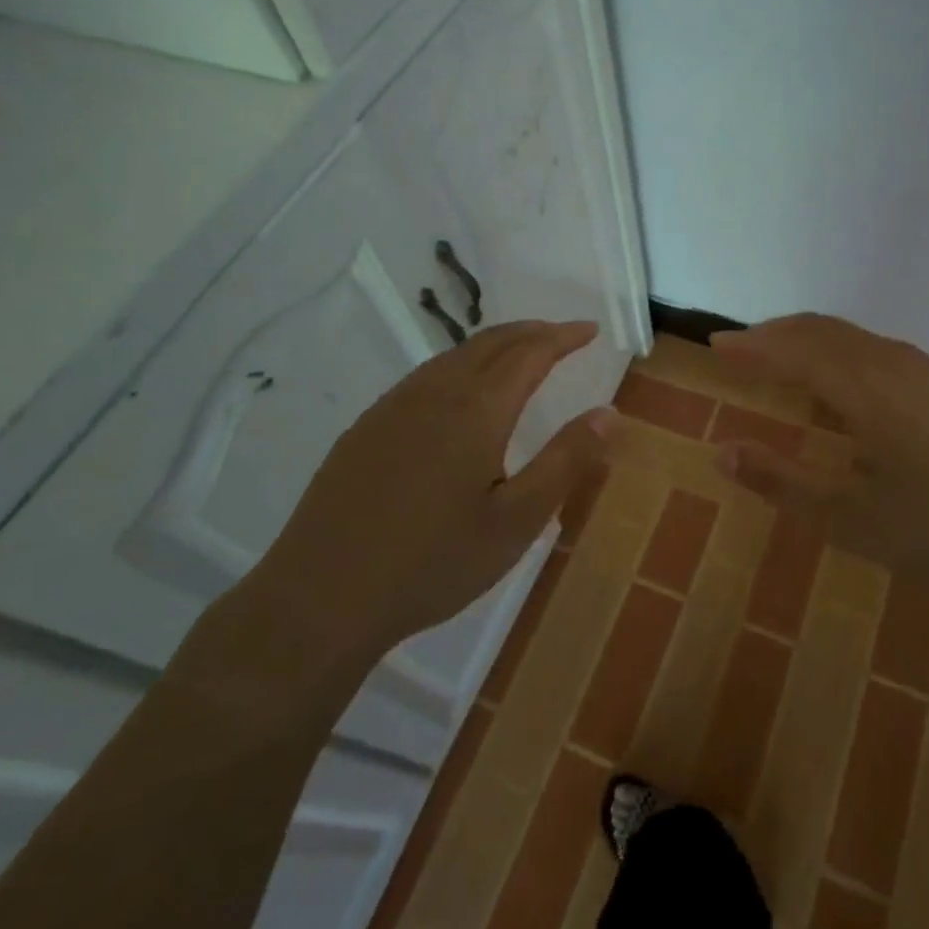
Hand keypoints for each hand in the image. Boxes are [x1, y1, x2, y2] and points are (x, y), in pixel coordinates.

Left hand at [191, 320, 609, 710]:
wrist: (320, 599)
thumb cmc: (432, 563)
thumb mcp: (516, 522)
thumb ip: (565, 461)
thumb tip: (608, 413)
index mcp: (475, 410)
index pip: (529, 353)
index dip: (562, 336)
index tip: (590, 330)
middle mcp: (433, 393)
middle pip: (490, 342)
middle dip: (531, 332)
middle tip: (562, 335)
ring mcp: (392, 407)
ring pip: (454, 356)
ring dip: (494, 345)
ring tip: (519, 355)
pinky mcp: (365, 428)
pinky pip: (425, 377)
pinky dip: (460, 365)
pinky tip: (460, 393)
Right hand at [711, 314, 928, 597]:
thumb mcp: (854, 518)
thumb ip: (784, 483)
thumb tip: (722, 452)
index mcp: (863, 386)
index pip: (792, 348)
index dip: (751, 345)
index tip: (717, 345)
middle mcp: (892, 363)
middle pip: (821, 330)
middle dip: (776, 334)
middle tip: (742, 347)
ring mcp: (927, 371)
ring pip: (854, 338)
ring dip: (811, 341)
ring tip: (785, 360)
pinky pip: (878, 351)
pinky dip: (842, 353)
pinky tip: (848, 387)